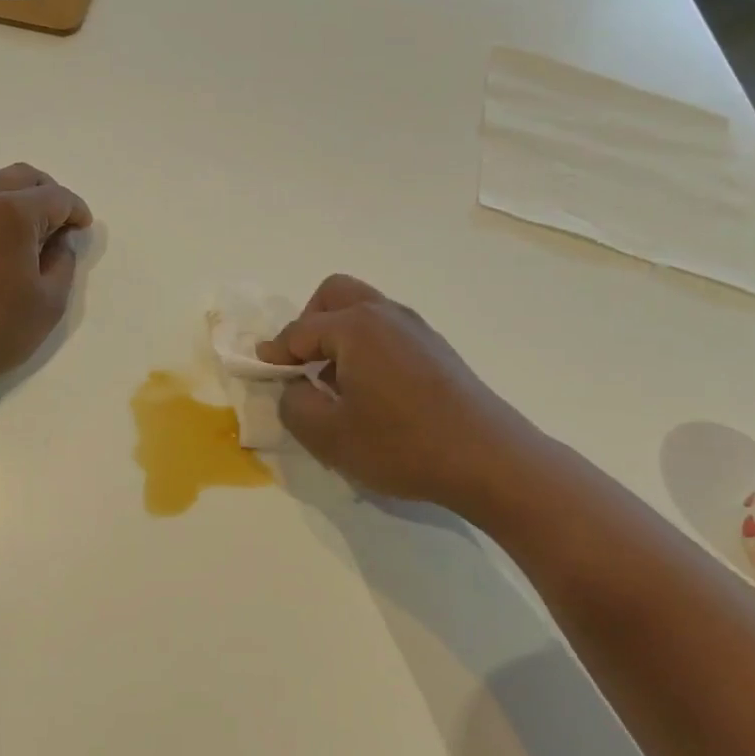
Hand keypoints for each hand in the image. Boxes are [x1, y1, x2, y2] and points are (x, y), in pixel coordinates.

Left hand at [0, 163, 91, 395]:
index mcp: (12, 213)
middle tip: (56, 222)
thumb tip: (61, 240)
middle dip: (46, 194)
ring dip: (6, 190)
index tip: (82, 228)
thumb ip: (63, 263)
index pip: (56, 197)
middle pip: (20, 176)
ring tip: (14, 218)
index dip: (76, 211)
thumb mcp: (48, 304)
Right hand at [258, 275, 543, 515]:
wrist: (491, 460)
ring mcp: (416, 328)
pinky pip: (387, 329)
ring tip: (337, 380)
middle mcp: (385, 314)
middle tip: (304, 362)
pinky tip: (373, 390)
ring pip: (364, 309)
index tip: (263, 370)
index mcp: (356, 327)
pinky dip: (367, 345)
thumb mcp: (331, 436)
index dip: (276, 352)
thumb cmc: (403, 445)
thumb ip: (295, 406)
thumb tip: (295, 388)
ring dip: (340, 333)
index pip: (300, 331)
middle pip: (334, 294)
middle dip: (309, 322)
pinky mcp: (437, 348)